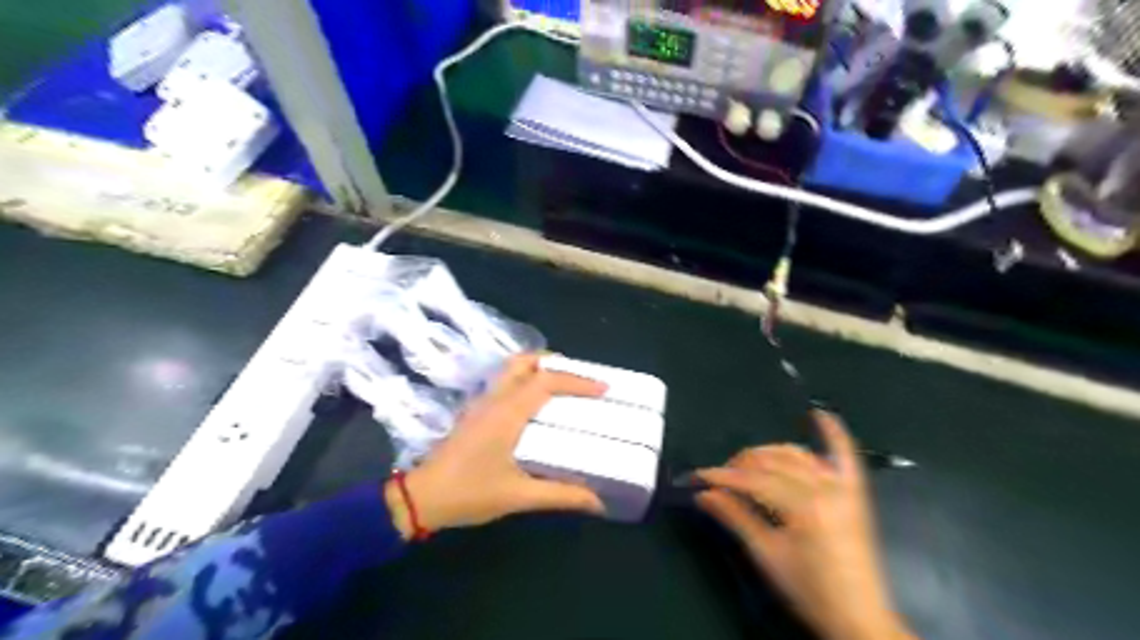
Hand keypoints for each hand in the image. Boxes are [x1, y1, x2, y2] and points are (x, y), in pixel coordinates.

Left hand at [387, 352, 610, 537]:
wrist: (421, 497)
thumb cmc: (469, 492)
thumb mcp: (519, 496)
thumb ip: (560, 495)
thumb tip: (597, 501)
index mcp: (507, 412)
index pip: (547, 381)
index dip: (577, 381)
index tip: (603, 388)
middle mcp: (494, 399)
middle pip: (525, 362)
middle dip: (555, 363)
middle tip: (579, 380)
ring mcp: (481, 403)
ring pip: (512, 369)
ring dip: (538, 370)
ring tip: (562, 387)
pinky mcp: (475, 412)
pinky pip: (505, 383)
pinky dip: (525, 381)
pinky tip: (535, 406)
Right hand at [695, 412, 913, 639]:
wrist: (859, 618)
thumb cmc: (809, 591)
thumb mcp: (766, 555)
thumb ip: (735, 517)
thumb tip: (704, 494)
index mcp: (804, 506)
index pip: (753, 480)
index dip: (723, 477)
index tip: (699, 477)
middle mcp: (825, 487)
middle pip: (773, 463)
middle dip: (741, 464)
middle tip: (719, 477)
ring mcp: (843, 487)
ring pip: (797, 456)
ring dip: (769, 453)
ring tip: (746, 462)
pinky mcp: (855, 493)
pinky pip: (845, 456)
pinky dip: (833, 434)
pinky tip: (820, 415)